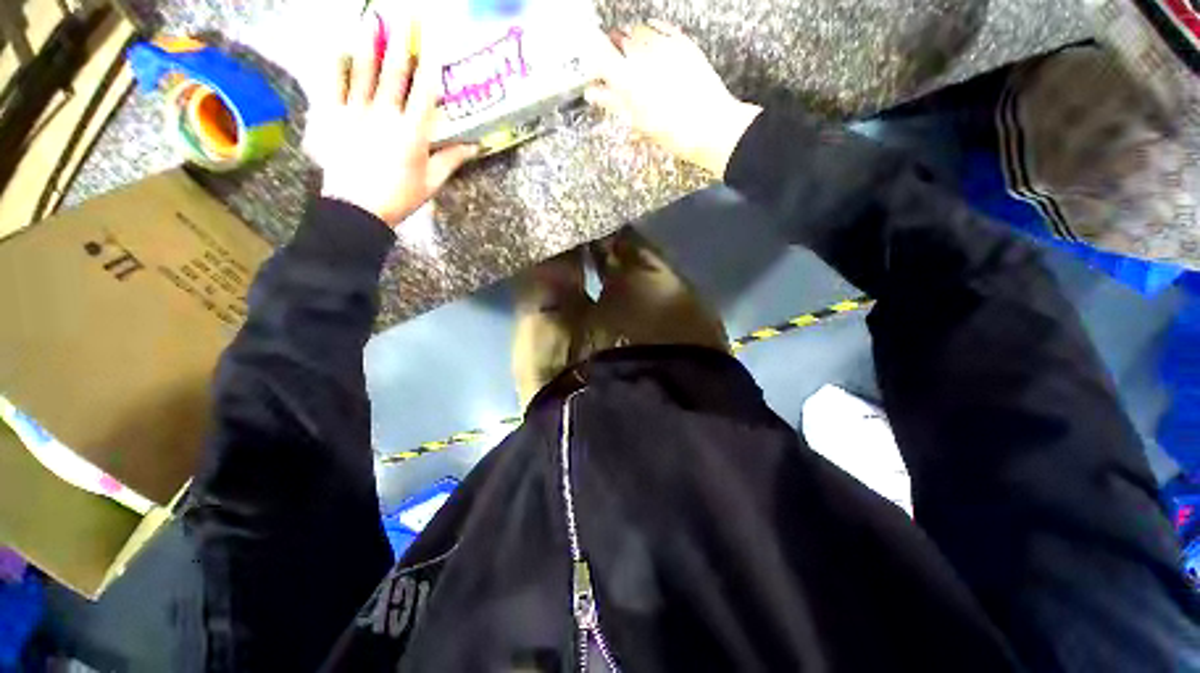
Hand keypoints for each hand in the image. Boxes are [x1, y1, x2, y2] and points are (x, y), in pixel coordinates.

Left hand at [304, 15, 476, 226]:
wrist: (357, 210)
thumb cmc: (400, 197)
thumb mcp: (432, 182)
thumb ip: (452, 160)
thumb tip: (476, 146)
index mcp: (412, 133)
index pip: (425, 91)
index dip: (430, 63)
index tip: (433, 40)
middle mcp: (385, 115)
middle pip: (394, 71)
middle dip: (401, 39)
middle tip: (406, 12)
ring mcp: (355, 112)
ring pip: (362, 69)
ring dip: (368, 40)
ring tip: (371, 16)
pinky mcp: (331, 116)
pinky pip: (331, 83)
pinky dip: (334, 63)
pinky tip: (338, 45)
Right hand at [586, 20, 761, 174]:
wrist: (710, 126)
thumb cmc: (671, 132)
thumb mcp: (637, 122)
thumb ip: (612, 102)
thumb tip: (592, 92)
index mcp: (628, 79)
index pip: (599, 55)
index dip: (593, 61)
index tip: (594, 72)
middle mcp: (643, 55)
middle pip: (618, 42)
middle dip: (614, 53)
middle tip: (617, 73)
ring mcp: (665, 46)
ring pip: (638, 32)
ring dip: (632, 43)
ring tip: (637, 63)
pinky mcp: (683, 43)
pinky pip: (661, 28)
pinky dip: (652, 32)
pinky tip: (652, 43)